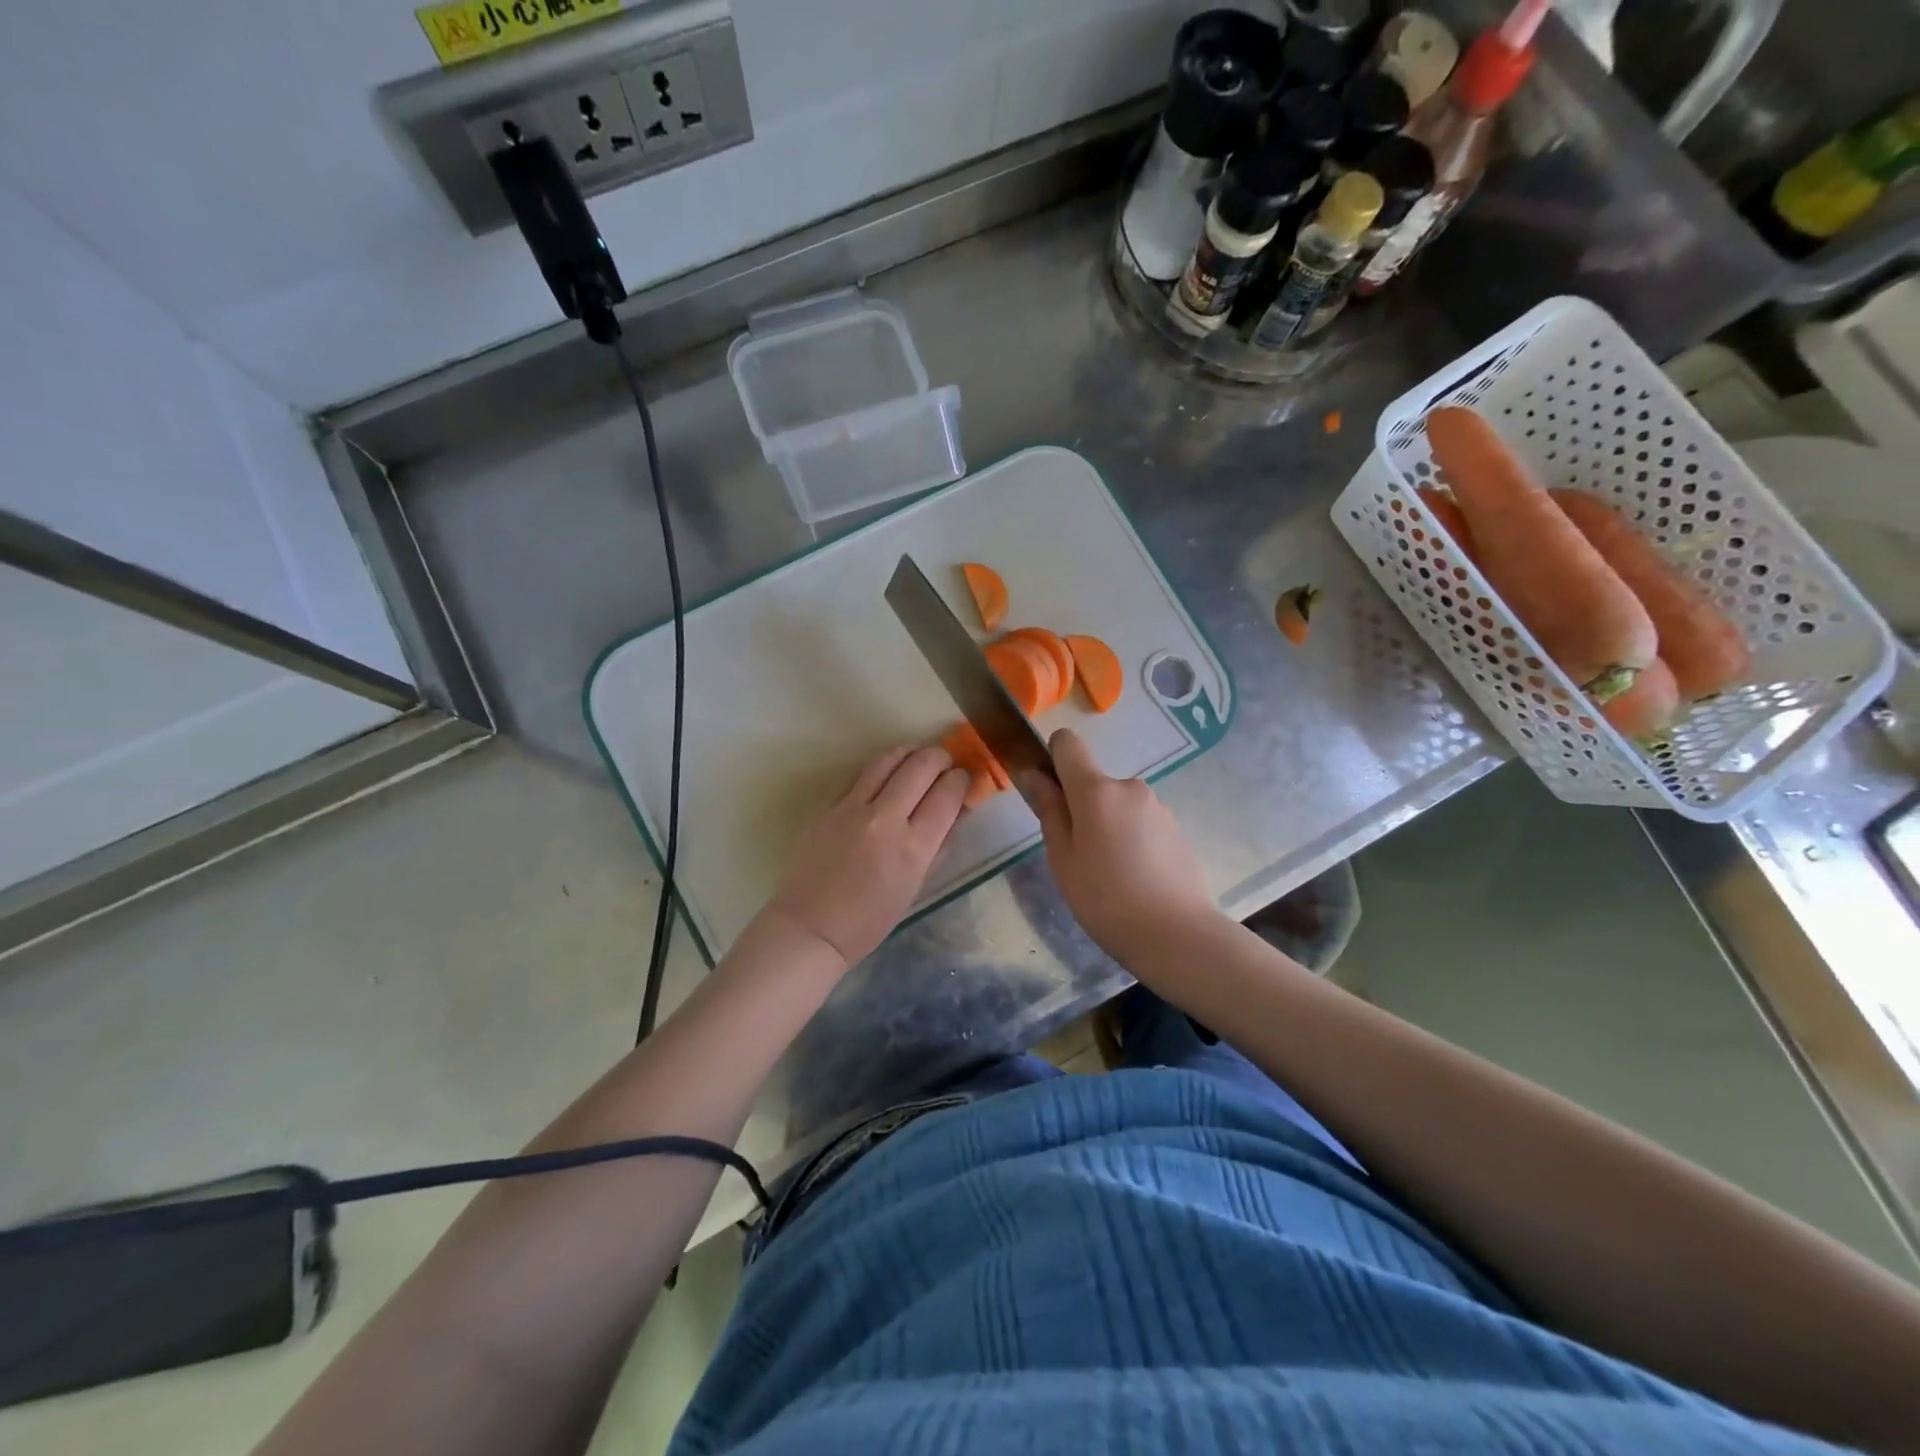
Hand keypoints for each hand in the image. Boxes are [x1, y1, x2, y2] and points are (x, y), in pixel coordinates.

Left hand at [762, 745, 970, 969]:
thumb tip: (956, 812)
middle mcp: (885, 819)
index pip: (947, 794)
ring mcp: (852, 808)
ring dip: (910, 753)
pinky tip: (885, 775)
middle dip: (940, 758)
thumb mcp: (916, 886)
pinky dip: (880, 768)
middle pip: (921, 765)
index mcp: (913, 848)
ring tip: (917, 759)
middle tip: (945, 764)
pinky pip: (860, 774)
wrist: (811, 927)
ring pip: (888, 759)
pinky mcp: (828, 806)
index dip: (961, 780)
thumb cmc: (870, 920)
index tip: (963, 779)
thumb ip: (938, 845)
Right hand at [1026, 728, 1218, 959]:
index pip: (1067, 743)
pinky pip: (1141, 823)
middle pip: (1093, 782)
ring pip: (1118, 805)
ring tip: (1110, 875)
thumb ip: (1049, 811)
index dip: (1052, 759)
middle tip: (1079, 856)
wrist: (1178, 935)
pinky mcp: (1177, 828)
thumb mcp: (1063, 859)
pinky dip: (1132, 840)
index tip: (1050, 794)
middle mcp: (1130, 787)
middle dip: (1081, 807)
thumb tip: (1034, 774)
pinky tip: (1136, 879)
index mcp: (1096, 790)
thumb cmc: (1106, 899)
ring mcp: (1158, 807)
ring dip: (1108, 826)